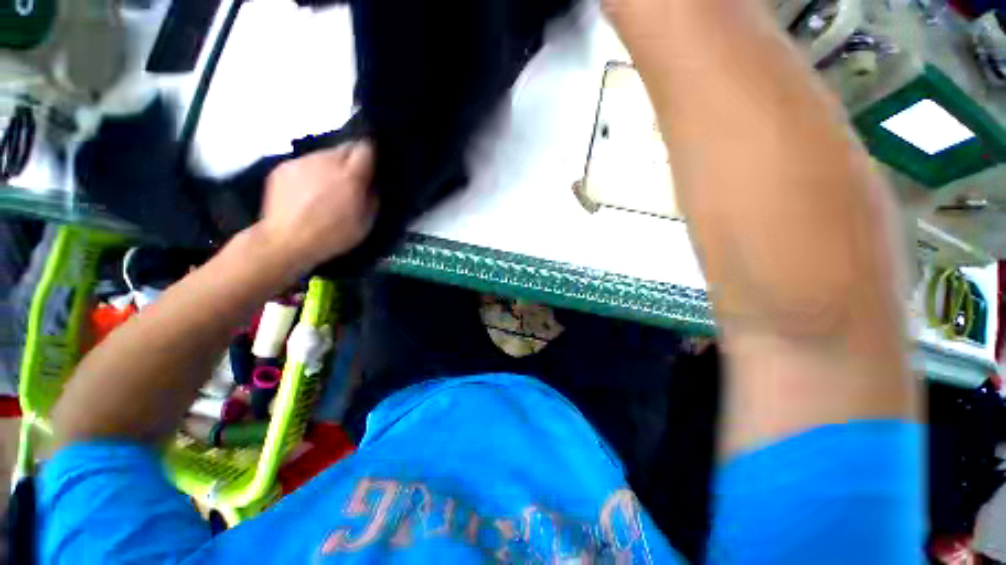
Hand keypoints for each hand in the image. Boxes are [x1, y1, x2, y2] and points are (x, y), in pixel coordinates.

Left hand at [257, 141, 376, 273]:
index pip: (365, 148)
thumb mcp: (365, 222)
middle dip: (352, 159)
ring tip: (327, 188)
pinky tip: (307, 192)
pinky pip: (305, 163)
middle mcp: (326, 161)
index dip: (372, 153)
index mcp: (350, 175)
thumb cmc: (332, 235)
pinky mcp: (284, 167)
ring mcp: (302, 162)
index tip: (374, 163)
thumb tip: (373, 182)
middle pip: (345, 148)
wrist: (286, 241)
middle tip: (352, 179)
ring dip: (331, 166)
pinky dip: (311, 173)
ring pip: (324, 155)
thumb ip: (372, 197)